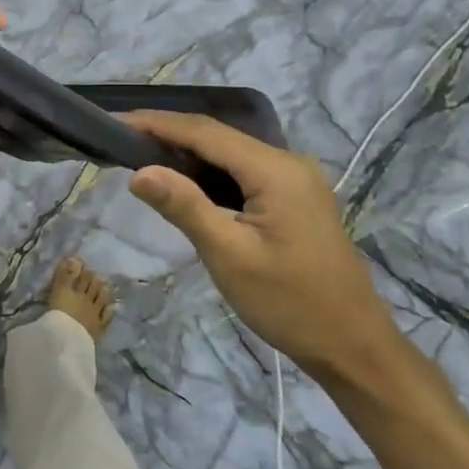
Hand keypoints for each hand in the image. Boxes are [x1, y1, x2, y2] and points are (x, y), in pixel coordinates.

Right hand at [123, 111, 401, 381]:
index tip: (114, 121)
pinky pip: (241, 171)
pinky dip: (206, 170)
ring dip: (185, 151)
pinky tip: (182, 180)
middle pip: (217, 136)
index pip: (204, 132)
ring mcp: (295, 180)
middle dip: (167, 133)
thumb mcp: (229, 256)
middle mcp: (288, 163)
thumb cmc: (290, 303)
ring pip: (228, 153)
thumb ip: (185, 207)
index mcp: (275, 170)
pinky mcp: (294, 198)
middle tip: (118, 138)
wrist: (353, 347)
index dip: (157, 123)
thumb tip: (138, 172)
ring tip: (138, 154)